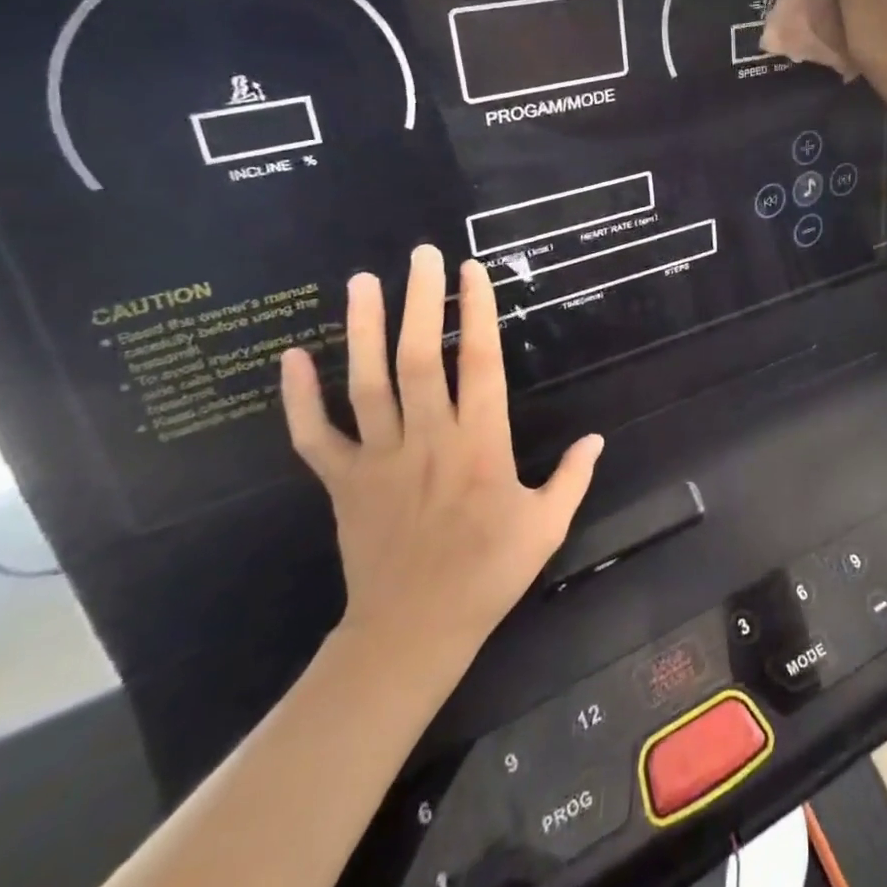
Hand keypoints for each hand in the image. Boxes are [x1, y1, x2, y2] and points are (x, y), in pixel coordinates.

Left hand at [280, 247, 601, 670]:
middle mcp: (429, 439)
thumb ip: (573, 477)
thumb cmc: (487, 574)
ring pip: (367, 384)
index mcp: (481, 445)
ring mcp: (381, 459)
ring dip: (362, 330)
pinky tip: (291, 357)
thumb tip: (596, 438)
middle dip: (421, 302)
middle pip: (420, 359)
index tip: (471, 272)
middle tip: (420, 255)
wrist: (413, 631)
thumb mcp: (547, 526)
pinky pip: (315, 436)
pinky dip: (299, 399)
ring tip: (361, 281)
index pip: (480, 364)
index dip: (476, 314)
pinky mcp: (343, 482)